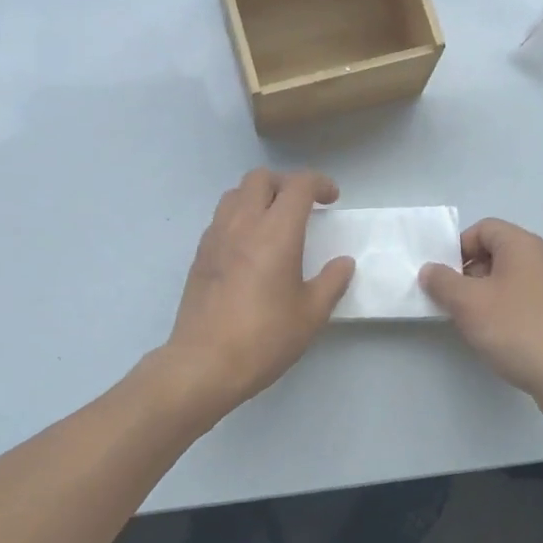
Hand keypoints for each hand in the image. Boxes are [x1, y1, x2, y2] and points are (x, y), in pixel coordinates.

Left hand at [164, 168, 354, 411]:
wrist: (204, 363)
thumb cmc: (264, 338)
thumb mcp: (311, 314)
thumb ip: (331, 282)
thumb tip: (343, 263)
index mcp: (276, 232)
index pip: (298, 185)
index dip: (319, 183)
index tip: (331, 200)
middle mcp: (242, 224)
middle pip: (261, 178)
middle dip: (286, 183)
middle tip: (302, 207)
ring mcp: (215, 237)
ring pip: (235, 193)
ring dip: (258, 196)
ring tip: (273, 222)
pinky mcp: (199, 255)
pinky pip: (220, 218)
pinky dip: (239, 217)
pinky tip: (249, 247)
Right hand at [420, 219, 542, 413]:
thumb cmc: (516, 329)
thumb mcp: (467, 303)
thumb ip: (442, 282)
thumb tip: (430, 270)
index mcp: (522, 245)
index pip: (483, 228)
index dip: (458, 247)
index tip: (443, 276)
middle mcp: (542, 259)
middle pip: (495, 252)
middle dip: (468, 273)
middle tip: (452, 300)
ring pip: (508, 278)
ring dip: (484, 294)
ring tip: (471, 322)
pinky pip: (522, 299)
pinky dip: (503, 310)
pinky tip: (496, 336)